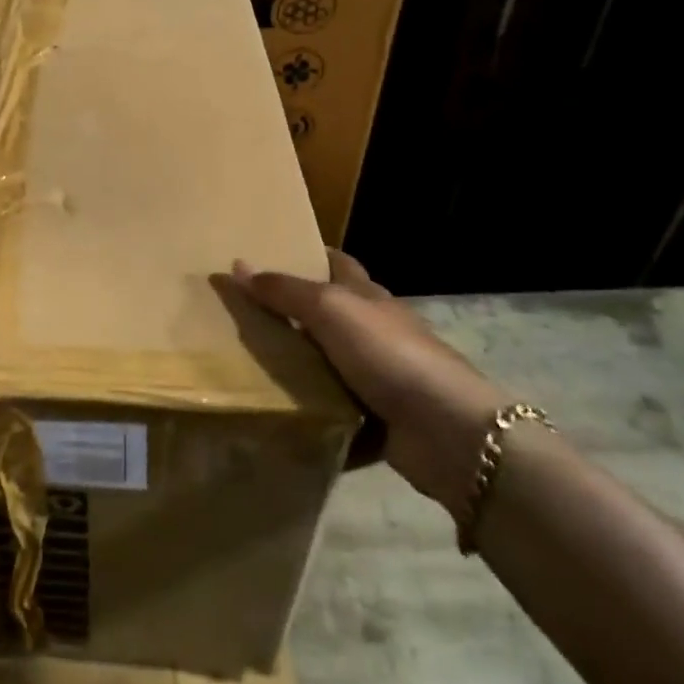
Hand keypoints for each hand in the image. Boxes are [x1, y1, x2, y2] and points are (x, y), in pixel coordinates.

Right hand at [232, 249, 507, 523]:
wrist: (444, 429)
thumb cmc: (388, 353)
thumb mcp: (330, 309)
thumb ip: (284, 290)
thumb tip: (238, 266)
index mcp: (368, 298)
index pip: (338, 264)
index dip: (311, 255)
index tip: (273, 253)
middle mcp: (374, 332)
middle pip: (329, 315)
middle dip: (293, 313)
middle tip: (242, 315)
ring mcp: (378, 377)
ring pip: (328, 364)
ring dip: (296, 366)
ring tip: (245, 366)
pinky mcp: (375, 418)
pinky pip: (332, 410)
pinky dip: (309, 412)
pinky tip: (276, 415)